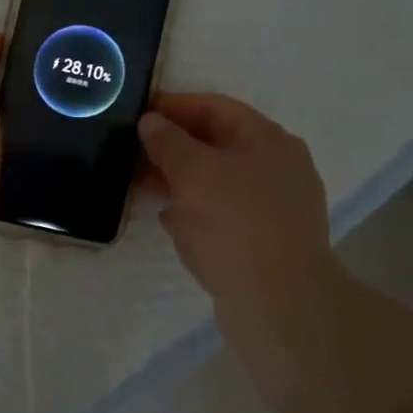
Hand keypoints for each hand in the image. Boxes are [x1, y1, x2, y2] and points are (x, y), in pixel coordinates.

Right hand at [138, 93, 333, 300]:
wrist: (280, 306)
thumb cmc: (235, 224)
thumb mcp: (192, 172)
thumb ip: (167, 141)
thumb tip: (151, 121)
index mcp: (268, 140)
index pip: (215, 107)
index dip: (173, 106)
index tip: (137, 113)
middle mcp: (278, 167)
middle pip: (217, 143)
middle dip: (173, 146)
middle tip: (133, 152)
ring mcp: (276, 207)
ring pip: (219, 181)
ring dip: (181, 180)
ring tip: (143, 185)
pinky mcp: (268, 241)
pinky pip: (225, 213)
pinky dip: (197, 210)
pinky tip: (170, 220)